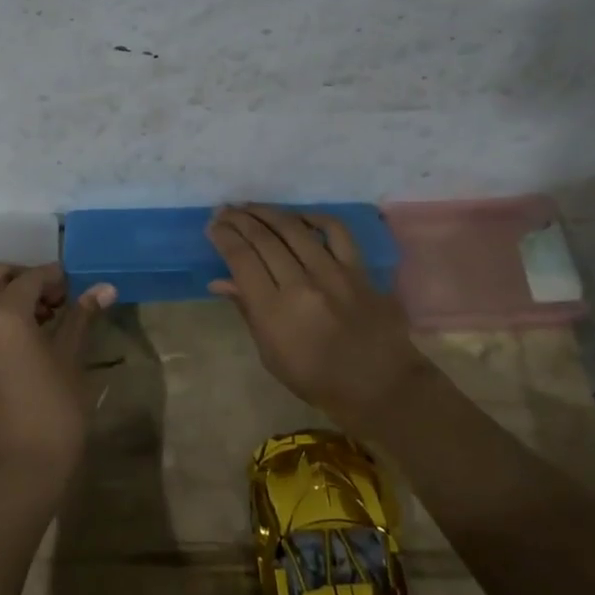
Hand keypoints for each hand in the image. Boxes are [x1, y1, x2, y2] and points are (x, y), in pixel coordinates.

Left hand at [0, 262, 116, 494]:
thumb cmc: (53, 410)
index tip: (79, 286)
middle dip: (29, 280)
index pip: (31, 277)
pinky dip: (4, 317)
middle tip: (61, 298)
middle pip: (0, 277)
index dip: (57, 276)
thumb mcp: (71, 359)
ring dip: (16, 298)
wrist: (19, 470)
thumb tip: (104, 288)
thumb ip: (81, 317)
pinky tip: (34, 340)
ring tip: (52, 320)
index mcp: (2, 313)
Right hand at [207, 204, 428, 427]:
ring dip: (268, 213)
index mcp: (275, 311)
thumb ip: (248, 311)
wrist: (381, 387)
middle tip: (225, 211)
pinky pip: (337, 232)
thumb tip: (220, 281)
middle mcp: (302, 284)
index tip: (213, 226)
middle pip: (264, 238)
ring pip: (294, 229)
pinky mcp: (359, 270)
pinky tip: (299, 218)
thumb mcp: (271, 355)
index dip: (224, 236)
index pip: (241, 259)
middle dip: (239, 220)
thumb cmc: (317, 380)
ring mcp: (334, 273)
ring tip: (251, 207)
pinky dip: (315, 218)